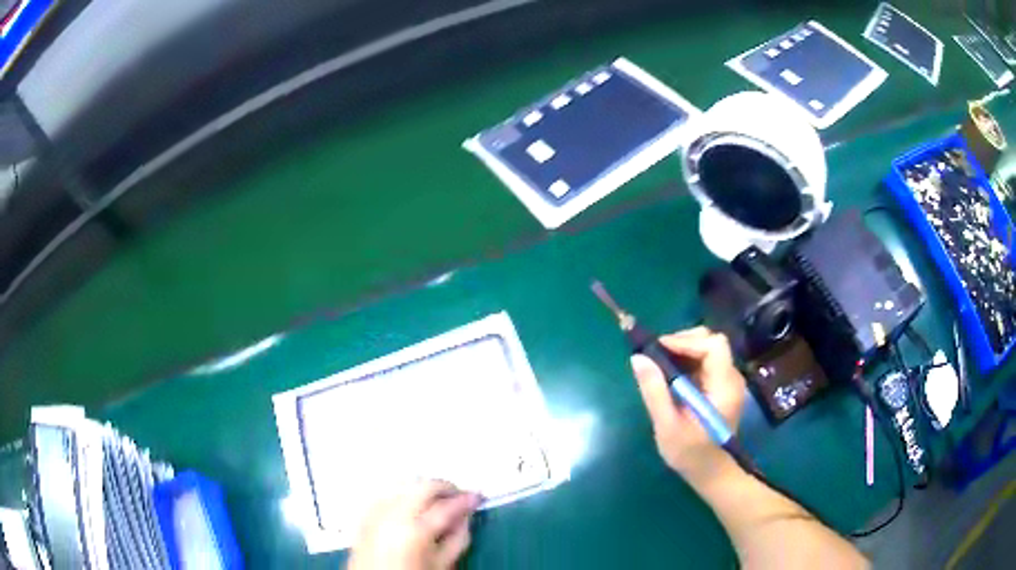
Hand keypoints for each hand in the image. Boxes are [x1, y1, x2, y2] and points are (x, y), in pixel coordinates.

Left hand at [349, 481, 481, 569]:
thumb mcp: (443, 565)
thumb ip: (458, 539)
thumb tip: (465, 518)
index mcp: (415, 531)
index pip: (447, 506)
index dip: (466, 500)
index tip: (477, 498)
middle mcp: (391, 516)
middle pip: (423, 486)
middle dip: (445, 488)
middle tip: (459, 497)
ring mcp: (374, 514)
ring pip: (403, 484)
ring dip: (422, 488)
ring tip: (436, 500)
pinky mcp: (364, 516)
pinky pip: (385, 493)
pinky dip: (401, 493)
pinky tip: (411, 503)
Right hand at [631, 327, 746, 483]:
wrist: (712, 473)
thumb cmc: (690, 454)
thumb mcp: (667, 426)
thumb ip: (655, 391)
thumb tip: (638, 358)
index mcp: (724, 387)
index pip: (714, 346)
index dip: (686, 341)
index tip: (659, 350)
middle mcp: (731, 378)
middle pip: (712, 341)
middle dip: (683, 342)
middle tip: (656, 355)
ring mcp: (728, 381)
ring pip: (708, 349)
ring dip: (683, 350)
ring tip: (659, 364)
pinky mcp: (721, 386)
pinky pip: (706, 362)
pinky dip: (687, 360)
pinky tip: (671, 375)